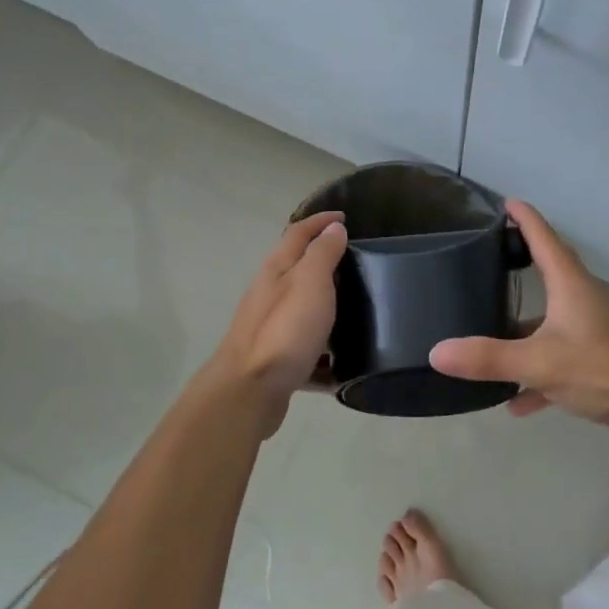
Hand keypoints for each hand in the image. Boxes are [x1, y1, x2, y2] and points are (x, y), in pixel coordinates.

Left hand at [206, 211, 347, 430]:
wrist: (249, 391)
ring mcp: (271, 328)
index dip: (320, 221)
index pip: (298, 233)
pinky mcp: (277, 360)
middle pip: (298, 270)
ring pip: (303, 309)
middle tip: (359, 265)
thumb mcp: (310, 283)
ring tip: (359, 313)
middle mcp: (270, 294)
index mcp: (277, 270)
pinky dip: (324, 351)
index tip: (345, 217)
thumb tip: (333, 229)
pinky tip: (344, 362)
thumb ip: (322, 254)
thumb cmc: (284, 330)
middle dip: (325, 264)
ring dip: (327, 307)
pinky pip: (307, 348)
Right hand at [430, 202, 608, 440]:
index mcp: (569, 285)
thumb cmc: (602, 369)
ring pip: (548, 322)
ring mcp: (590, 331)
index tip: (504, 202)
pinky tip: (515, 403)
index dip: (524, 218)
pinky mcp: (595, 362)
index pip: (543, 238)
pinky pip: (556, 362)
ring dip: (521, 330)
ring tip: (486, 335)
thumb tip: (436, 352)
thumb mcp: (540, 363)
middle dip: (518, 264)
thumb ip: (489, 358)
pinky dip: (535, 377)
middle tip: (486, 258)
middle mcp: (580, 300)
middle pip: (547, 273)